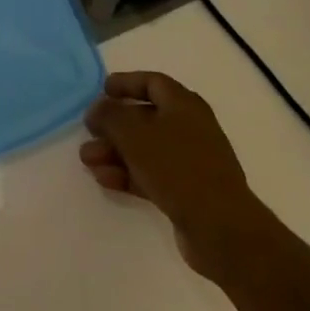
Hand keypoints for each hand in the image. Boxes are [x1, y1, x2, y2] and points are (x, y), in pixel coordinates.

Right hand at [81, 71, 261, 269]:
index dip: (126, 83)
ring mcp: (189, 161)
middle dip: (113, 125)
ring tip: (88, 161)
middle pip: (144, 117)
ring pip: (144, 148)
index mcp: (184, 105)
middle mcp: (189, 127)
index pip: (152, 82)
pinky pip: (151, 174)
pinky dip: (127, 174)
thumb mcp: (134, 133)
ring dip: (115, 152)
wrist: (221, 228)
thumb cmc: (177, 167)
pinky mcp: (187, 191)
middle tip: (88, 132)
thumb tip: (97, 109)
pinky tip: (105, 180)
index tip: (102, 90)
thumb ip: (109, 115)